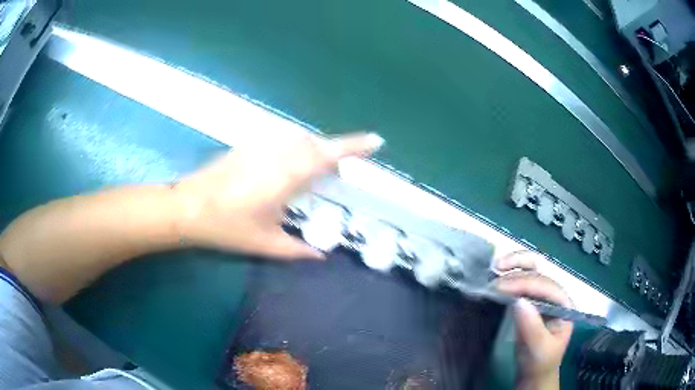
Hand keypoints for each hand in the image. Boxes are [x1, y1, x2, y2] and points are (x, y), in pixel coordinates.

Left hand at [174, 131, 383, 259]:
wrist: (187, 207)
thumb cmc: (226, 227)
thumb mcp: (264, 243)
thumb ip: (297, 250)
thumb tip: (322, 255)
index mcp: (285, 177)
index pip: (326, 155)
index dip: (353, 146)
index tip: (376, 141)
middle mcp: (276, 154)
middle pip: (314, 142)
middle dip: (335, 149)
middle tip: (343, 167)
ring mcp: (259, 146)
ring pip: (297, 137)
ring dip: (313, 146)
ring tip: (318, 165)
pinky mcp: (246, 145)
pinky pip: (280, 139)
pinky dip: (294, 146)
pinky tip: (287, 163)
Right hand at [494, 253, 572, 388]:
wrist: (534, 374)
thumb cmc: (540, 363)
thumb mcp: (538, 349)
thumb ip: (532, 326)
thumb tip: (518, 301)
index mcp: (564, 305)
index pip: (546, 287)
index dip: (524, 283)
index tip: (499, 288)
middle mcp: (555, 295)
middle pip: (540, 273)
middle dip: (517, 271)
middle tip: (494, 274)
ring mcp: (543, 296)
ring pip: (532, 271)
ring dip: (514, 265)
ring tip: (496, 266)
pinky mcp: (531, 300)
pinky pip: (522, 281)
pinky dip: (510, 275)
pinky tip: (498, 274)